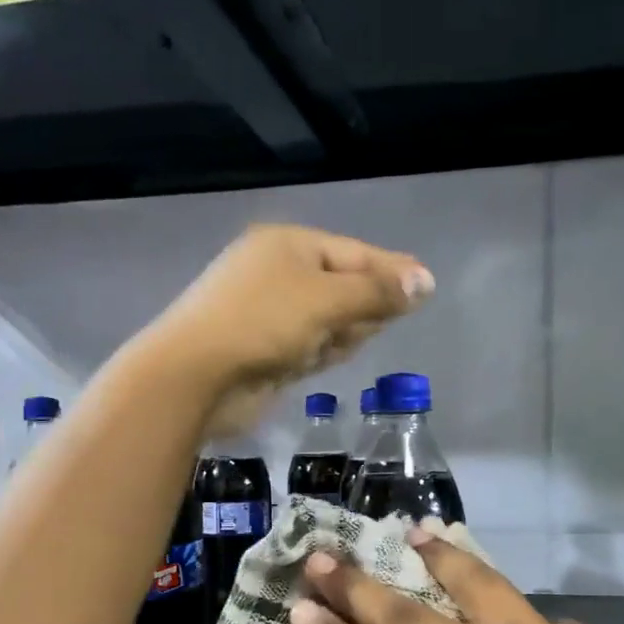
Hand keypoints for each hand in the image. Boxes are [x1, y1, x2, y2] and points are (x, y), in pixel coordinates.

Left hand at [140, 223, 432, 434]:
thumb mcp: (327, 300)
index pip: (353, 253)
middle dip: (365, 304)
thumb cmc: (263, 323)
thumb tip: (425, 282)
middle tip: (391, 319)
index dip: (392, 270)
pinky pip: (309, 345)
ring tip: (348, 341)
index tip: (428, 286)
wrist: (195, 377)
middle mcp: (277, 274)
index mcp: (288, 246)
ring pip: (327, 319)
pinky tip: (330, 358)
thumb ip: (377, 292)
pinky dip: (323, 351)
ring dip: (344, 331)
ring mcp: (269, 315)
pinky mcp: (265, 352)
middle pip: (342, 286)